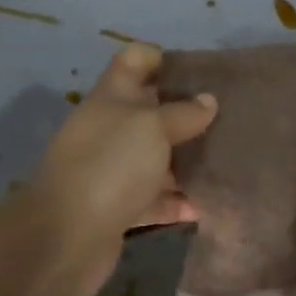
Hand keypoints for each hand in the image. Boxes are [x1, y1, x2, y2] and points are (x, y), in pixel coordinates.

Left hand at [17, 44, 216, 295]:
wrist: (65, 238)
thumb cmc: (110, 165)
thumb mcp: (151, 127)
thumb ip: (183, 113)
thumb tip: (208, 100)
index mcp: (112, 97)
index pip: (135, 59)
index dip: (164, 58)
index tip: (203, 71)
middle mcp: (110, 128)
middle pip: (150, 110)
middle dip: (187, 112)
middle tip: (230, 117)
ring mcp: (112, 169)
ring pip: (156, 156)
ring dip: (186, 160)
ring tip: (228, 160)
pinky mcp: (118, 208)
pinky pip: (154, 199)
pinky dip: (177, 201)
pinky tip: (206, 205)